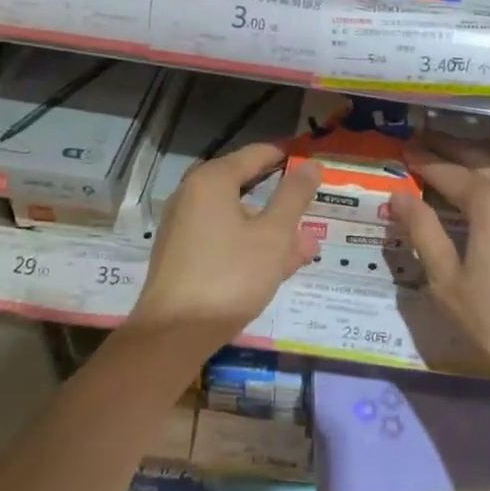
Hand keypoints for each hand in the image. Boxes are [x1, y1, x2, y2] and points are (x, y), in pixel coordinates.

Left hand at [129, 143, 322, 347]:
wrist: (173, 335)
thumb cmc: (230, 275)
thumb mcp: (274, 235)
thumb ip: (294, 196)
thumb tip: (312, 164)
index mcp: (212, 181)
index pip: (257, 154)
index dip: (289, 160)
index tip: (316, 170)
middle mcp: (193, 196)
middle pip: (247, 188)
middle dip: (283, 203)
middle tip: (315, 214)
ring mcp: (184, 228)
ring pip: (238, 219)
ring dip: (272, 232)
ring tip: (305, 251)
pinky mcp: (182, 257)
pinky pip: (224, 240)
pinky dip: (250, 247)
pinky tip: (276, 269)